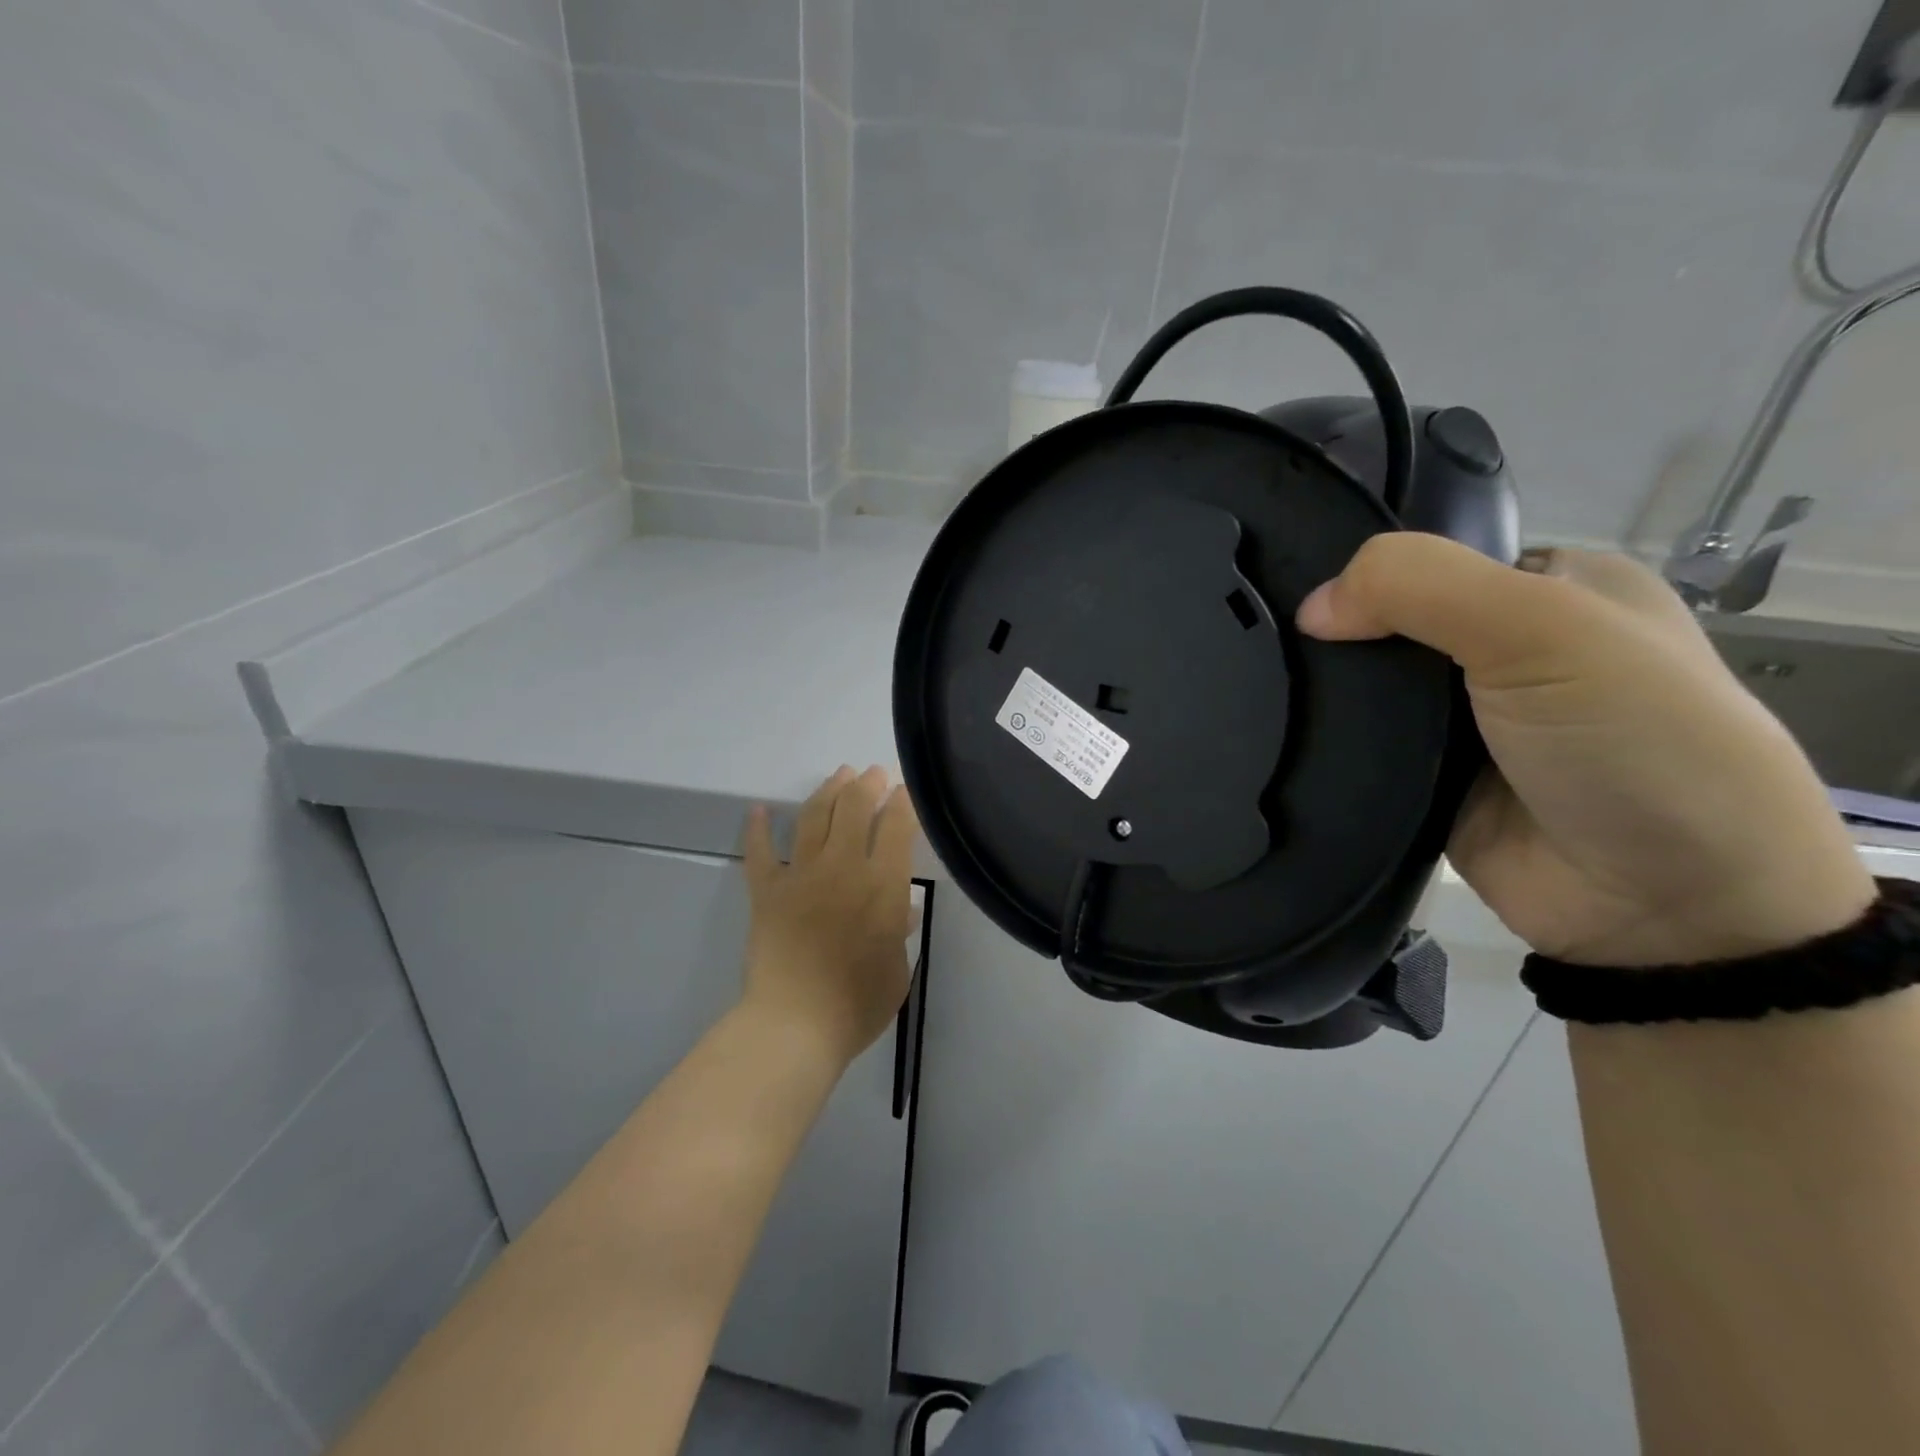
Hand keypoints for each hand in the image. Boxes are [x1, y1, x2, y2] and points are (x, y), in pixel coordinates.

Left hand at [742, 766, 918, 1063]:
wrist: (794, 1025)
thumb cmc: (856, 1005)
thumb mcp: (897, 971)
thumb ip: (899, 934)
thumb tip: (902, 909)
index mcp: (882, 886)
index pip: (896, 828)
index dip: (903, 803)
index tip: (904, 790)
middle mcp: (843, 868)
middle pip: (854, 809)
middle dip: (866, 784)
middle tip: (872, 772)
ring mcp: (801, 875)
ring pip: (813, 818)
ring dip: (827, 791)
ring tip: (838, 774)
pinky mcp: (767, 891)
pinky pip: (759, 853)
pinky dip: (757, 829)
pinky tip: (758, 810)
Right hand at [1297, 535, 1875, 966]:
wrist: (1668, 908)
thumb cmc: (1635, 741)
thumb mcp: (1546, 628)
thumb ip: (1424, 589)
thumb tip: (1311, 607)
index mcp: (1548, 589)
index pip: (1431, 558)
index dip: (1366, 569)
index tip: (1291, 582)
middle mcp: (1502, 650)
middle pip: (1389, 623)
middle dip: (1334, 633)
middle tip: (1259, 638)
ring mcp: (1459, 722)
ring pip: (1366, 690)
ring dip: (1323, 693)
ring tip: (1254, 683)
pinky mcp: (1424, 779)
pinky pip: (1358, 748)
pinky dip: (1325, 743)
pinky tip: (1275, 730)